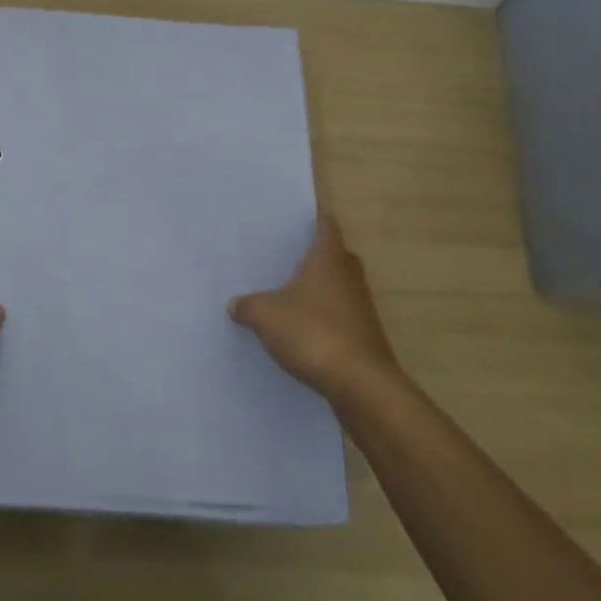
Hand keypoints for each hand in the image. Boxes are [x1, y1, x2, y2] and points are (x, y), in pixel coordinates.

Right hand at [229, 214, 401, 408]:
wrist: (361, 385)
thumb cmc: (313, 334)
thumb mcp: (266, 316)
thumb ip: (248, 306)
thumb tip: (234, 304)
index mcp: (328, 260)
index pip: (327, 227)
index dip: (318, 219)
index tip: (306, 216)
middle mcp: (350, 278)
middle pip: (339, 256)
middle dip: (322, 255)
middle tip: (296, 256)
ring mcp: (362, 309)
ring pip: (343, 288)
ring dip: (325, 290)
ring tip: (296, 295)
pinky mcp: (365, 339)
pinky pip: (344, 318)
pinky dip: (328, 319)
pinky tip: (307, 332)